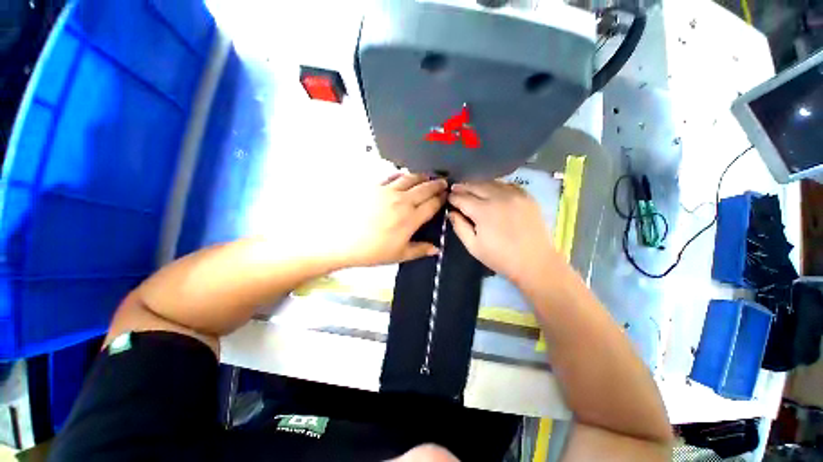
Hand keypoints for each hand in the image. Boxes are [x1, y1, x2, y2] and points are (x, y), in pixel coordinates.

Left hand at [337, 173, 446, 266]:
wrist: (342, 240)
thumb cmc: (372, 251)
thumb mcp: (399, 255)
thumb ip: (420, 250)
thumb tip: (437, 249)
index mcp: (411, 218)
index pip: (432, 204)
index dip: (441, 199)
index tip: (446, 196)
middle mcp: (403, 201)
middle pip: (425, 188)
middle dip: (437, 184)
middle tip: (443, 182)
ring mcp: (388, 191)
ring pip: (411, 178)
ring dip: (422, 176)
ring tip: (427, 176)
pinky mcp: (374, 186)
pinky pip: (392, 176)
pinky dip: (401, 175)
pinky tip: (403, 176)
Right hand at [448, 181, 561, 284]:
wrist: (535, 262)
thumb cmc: (500, 257)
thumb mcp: (473, 247)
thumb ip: (459, 227)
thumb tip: (451, 212)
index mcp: (483, 211)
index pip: (462, 198)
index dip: (453, 197)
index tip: (448, 197)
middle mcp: (498, 198)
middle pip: (475, 186)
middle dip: (463, 187)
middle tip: (455, 188)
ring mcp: (515, 195)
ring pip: (491, 182)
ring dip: (478, 184)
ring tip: (471, 188)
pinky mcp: (527, 196)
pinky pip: (507, 184)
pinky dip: (496, 185)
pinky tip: (492, 189)